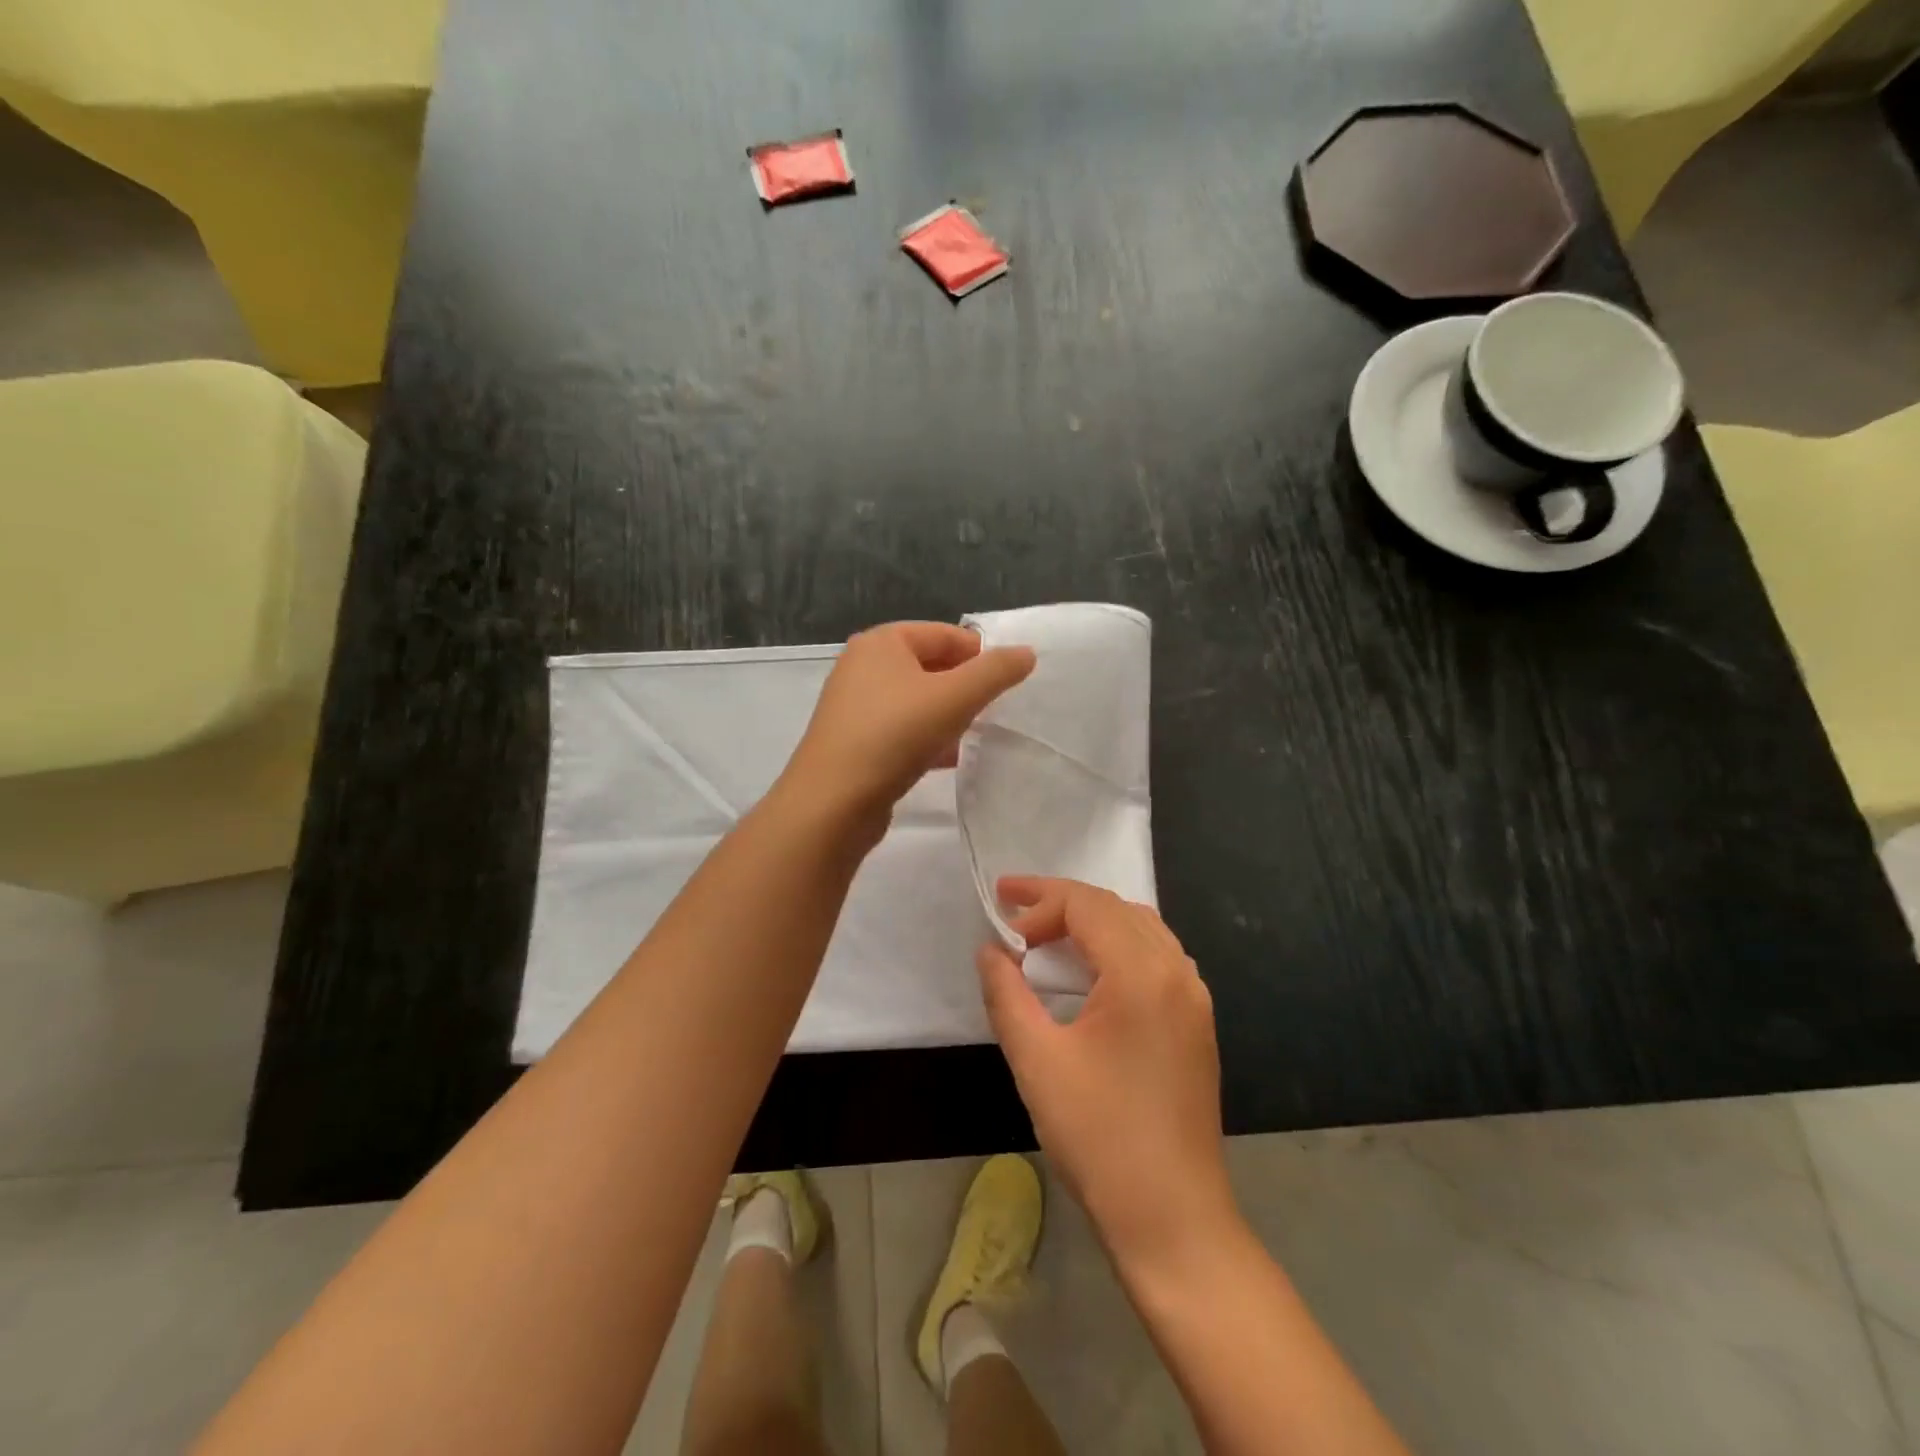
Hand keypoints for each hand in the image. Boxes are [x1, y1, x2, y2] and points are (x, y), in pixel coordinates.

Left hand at [777, 621, 1034, 833]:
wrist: (833, 802)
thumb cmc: (895, 735)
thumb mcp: (955, 697)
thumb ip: (995, 672)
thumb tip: (1026, 653)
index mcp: (881, 642)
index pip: (944, 633)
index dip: (980, 654)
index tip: (1009, 682)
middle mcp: (863, 666)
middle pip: (929, 666)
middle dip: (964, 686)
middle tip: (995, 709)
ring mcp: (855, 706)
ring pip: (916, 701)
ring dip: (948, 715)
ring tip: (977, 734)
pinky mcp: (855, 742)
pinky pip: (902, 730)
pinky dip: (927, 738)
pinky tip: (949, 759)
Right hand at [977, 877, 1237, 1272]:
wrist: (1174, 1219)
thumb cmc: (1099, 1138)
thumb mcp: (1037, 1061)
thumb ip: (1006, 994)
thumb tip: (990, 950)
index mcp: (1142, 973)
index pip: (1086, 906)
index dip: (1038, 900)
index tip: (998, 912)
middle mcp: (1177, 971)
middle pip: (1114, 909)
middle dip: (1061, 904)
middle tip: (1013, 915)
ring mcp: (1195, 997)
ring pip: (1140, 928)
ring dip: (1091, 922)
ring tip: (1046, 936)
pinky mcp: (1197, 1022)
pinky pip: (1156, 956)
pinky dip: (1117, 945)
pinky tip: (1090, 971)